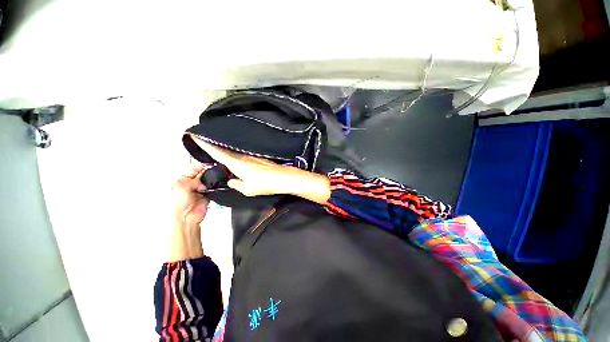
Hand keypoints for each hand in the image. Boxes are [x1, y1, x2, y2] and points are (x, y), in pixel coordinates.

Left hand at [167, 159, 209, 261]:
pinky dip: (216, 186)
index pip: (192, 168)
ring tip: (215, 176)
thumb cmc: (175, 204)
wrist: (185, 218)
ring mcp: (199, 190)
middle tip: (213, 168)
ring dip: (212, 179)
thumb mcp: (180, 185)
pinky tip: (217, 184)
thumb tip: (202, 175)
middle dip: (207, 171)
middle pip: (202, 173)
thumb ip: (192, 178)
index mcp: (180, 179)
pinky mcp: (207, 195)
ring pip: (208, 180)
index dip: (200, 164)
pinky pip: (213, 188)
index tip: (208, 162)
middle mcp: (190, 184)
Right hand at [191, 136, 330, 203]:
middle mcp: (242, 157)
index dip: (205, 144)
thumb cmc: (265, 184)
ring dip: (225, 152)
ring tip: (218, 155)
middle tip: (203, 146)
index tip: (195, 136)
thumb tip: (231, 180)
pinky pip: (243, 156)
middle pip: (224, 150)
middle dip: (213, 147)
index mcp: (237, 164)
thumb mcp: (247, 189)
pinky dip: (236, 156)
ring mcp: (251, 156)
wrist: (283, 178)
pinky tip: (236, 161)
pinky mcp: (258, 158)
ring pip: (233, 153)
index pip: (217, 153)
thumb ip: (236, 184)